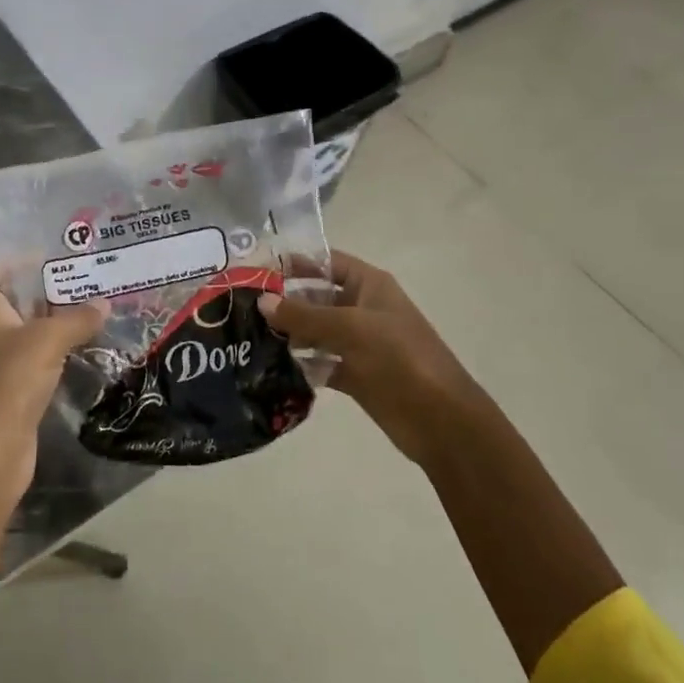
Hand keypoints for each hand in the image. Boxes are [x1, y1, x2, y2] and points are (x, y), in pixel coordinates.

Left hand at [0, 268, 106, 490]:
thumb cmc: (11, 383)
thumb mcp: (48, 340)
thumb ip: (76, 318)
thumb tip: (103, 302)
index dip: (5, 265)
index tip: (42, 260)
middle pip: (13, 304)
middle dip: (45, 291)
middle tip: (83, 279)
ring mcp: (3, 366)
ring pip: (30, 333)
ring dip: (57, 322)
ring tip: (93, 308)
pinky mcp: (18, 392)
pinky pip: (41, 361)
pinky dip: (60, 352)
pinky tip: (87, 348)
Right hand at [258, 250, 474, 465]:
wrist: (441, 420)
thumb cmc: (400, 358)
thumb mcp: (351, 328)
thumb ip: (305, 315)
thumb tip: (262, 301)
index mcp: (370, 285)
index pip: (327, 262)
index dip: (295, 262)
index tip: (256, 269)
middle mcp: (363, 309)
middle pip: (317, 297)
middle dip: (285, 301)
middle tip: (242, 307)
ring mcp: (359, 344)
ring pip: (316, 332)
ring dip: (288, 335)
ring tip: (248, 338)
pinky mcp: (355, 375)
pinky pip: (321, 363)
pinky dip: (301, 365)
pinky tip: (270, 368)